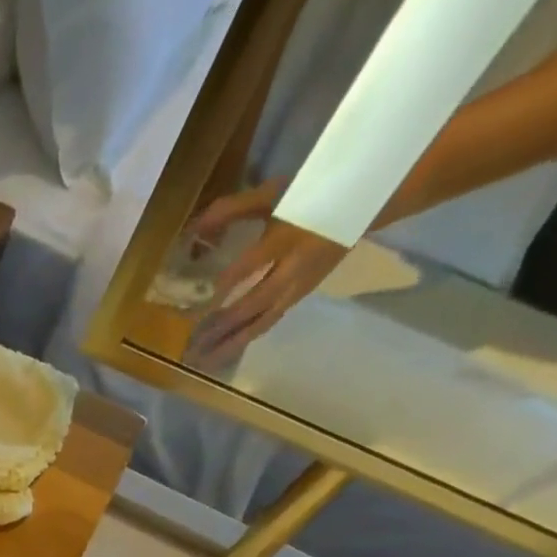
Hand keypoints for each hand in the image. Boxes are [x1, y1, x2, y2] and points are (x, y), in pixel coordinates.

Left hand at [185, 179, 346, 364]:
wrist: (365, 202)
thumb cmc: (310, 194)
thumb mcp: (272, 195)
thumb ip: (231, 210)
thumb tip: (194, 230)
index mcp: (287, 237)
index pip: (250, 267)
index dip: (224, 285)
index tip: (196, 304)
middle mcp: (294, 268)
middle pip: (254, 304)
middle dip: (222, 326)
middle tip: (192, 345)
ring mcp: (298, 287)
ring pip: (261, 322)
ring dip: (230, 344)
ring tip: (202, 362)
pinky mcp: (298, 299)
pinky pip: (267, 323)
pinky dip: (244, 340)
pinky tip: (221, 353)